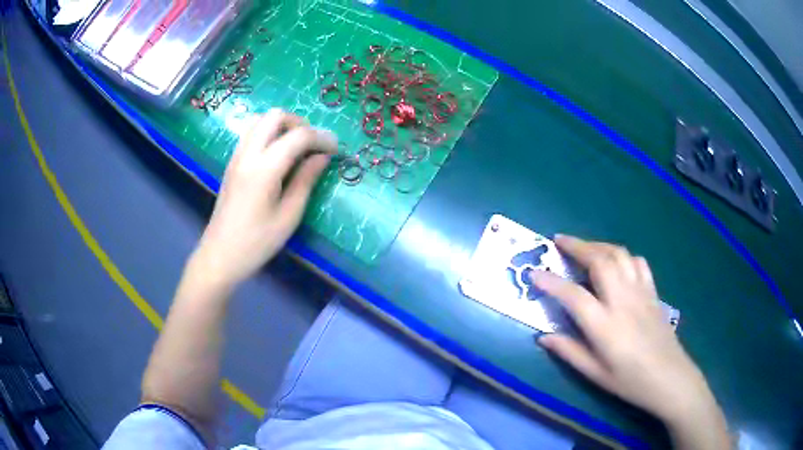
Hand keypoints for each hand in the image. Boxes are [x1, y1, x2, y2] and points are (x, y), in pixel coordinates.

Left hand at [191, 110, 336, 288]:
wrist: (220, 255)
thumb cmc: (257, 243)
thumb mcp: (289, 216)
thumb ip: (306, 181)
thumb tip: (322, 157)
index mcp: (264, 169)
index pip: (298, 136)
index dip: (322, 137)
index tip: (336, 148)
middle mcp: (248, 154)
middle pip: (275, 116)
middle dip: (300, 123)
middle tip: (313, 145)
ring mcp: (236, 156)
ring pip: (261, 120)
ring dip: (283, 126)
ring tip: (297, 148)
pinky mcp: (232, 163)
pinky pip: (252, 133)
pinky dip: (269, 133)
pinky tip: (279, 155)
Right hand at [532, 235, 727, 447]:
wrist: (670, 378)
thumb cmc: (630, 382)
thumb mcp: (595, 374)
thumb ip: (569, 352)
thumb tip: (543, 337)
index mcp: (605, 325)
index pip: (573, 295)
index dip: (550, 282)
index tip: (534, 273)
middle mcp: (623, 301)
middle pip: (600, 260)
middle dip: (577, 246)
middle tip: (559, 242)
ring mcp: (641, 292)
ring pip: (619, 254)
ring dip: (598, 245)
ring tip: (584, 248)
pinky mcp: (653, 292)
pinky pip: (637, 262)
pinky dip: (622, 255)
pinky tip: (616, 262)